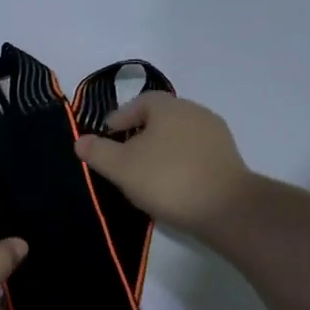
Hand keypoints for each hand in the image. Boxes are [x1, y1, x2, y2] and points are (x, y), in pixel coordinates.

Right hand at [74, 93, 252, 232]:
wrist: (226, 208)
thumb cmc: (167, 179)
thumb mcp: (121, 167)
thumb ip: (98, 152)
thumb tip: (81, 140)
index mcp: (169, 106)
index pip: (139, 102)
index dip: (119, 118)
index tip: (107, 138)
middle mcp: (195, 112)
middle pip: (160, 118)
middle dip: (140, 134)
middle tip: (123, 156)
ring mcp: (216, 134)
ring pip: (178, 136)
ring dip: (161, 149)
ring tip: (145, 173)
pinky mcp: (228, 158)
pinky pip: (195, 153)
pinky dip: (179, 162)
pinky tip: (171, 183)